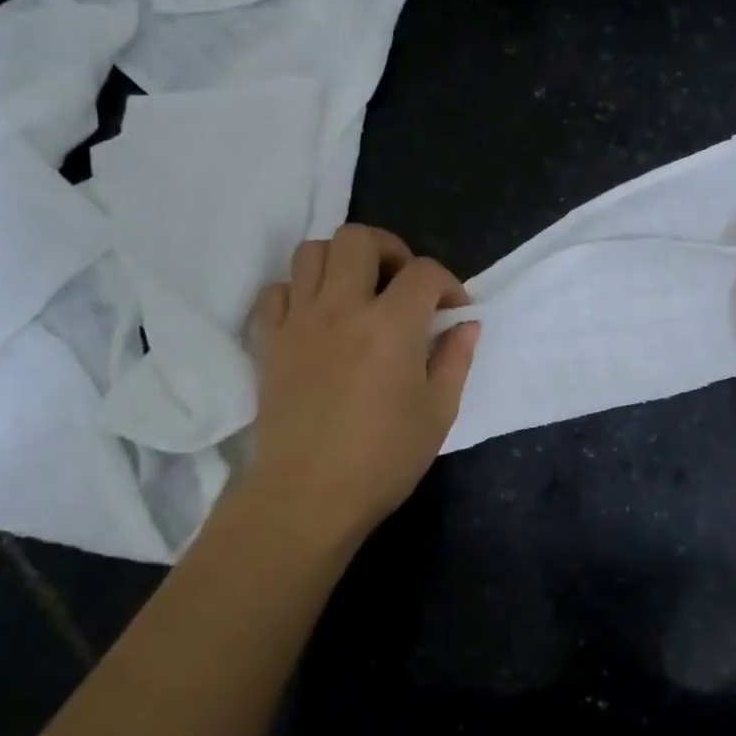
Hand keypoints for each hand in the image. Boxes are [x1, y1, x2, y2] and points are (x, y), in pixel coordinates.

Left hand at [240, 224, 479, 552]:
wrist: (308, 496)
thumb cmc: (383, 459)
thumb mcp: (438, 413)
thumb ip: (455, 359)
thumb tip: (467, 325)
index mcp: (392, 325)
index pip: (425, 272)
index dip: (448, 283)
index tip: (453, 311)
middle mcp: (342, 308)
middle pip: (359, 239)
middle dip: (390, 250)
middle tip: (402, 284)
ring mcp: (299, 321)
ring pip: (311, 252)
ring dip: (341, 261)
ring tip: (358, 292)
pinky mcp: (269, 341)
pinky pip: (276, 290)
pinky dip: (299, 291)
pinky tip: (317, 317)